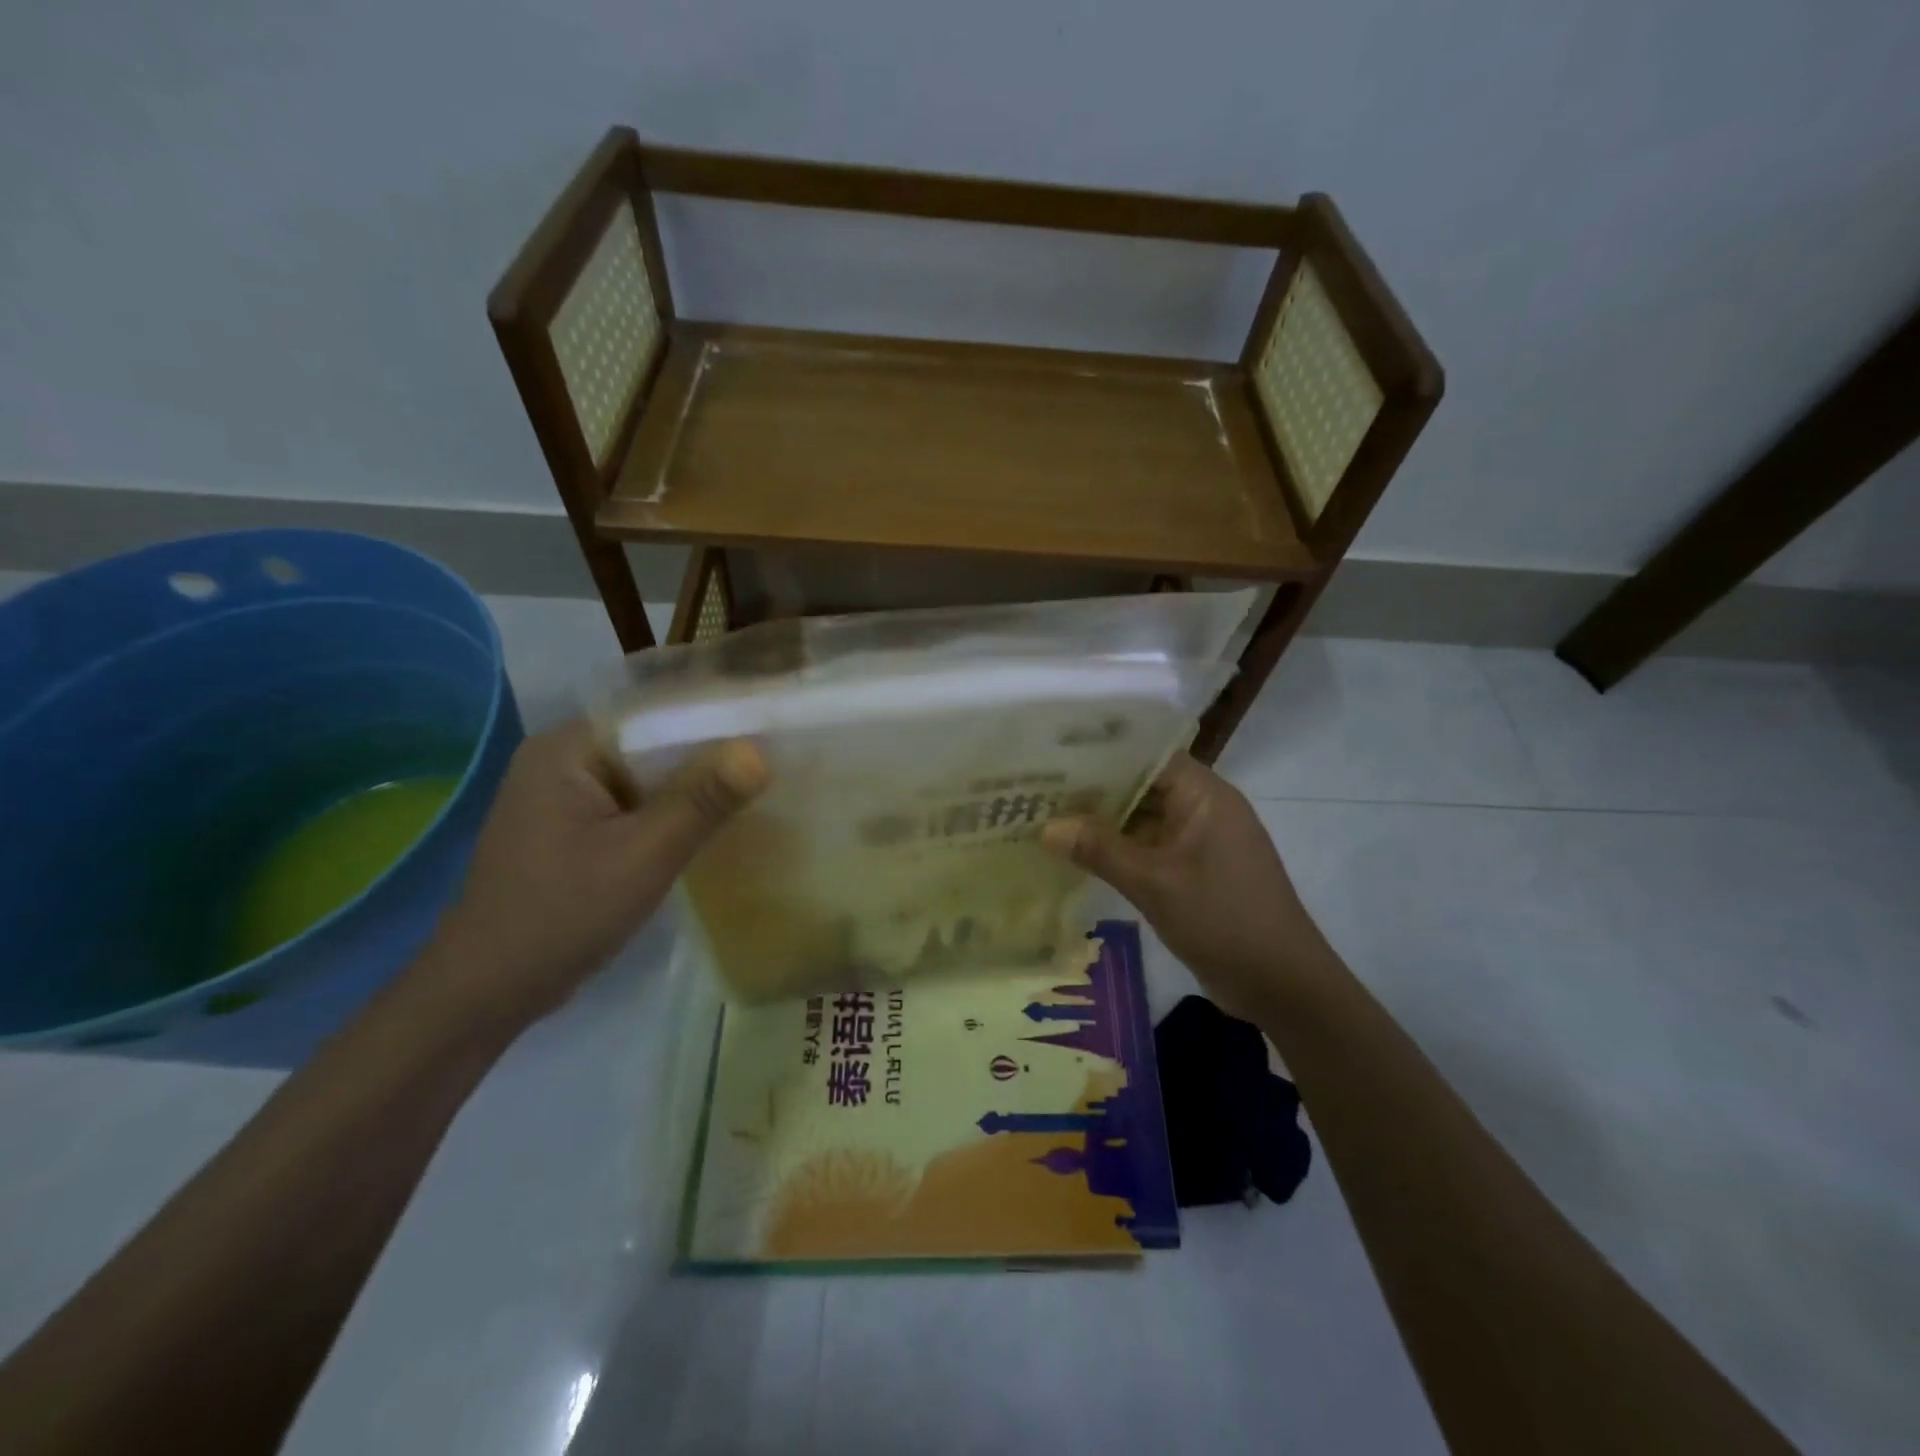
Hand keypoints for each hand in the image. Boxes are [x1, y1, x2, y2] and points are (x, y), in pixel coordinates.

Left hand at [422, 720, 767, 1032]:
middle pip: (649, 744)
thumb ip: (702, 801)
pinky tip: (709, 823)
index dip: (711, 719)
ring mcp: (563, 796)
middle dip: (706, 756)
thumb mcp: (644, 856)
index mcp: (565, 750)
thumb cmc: (562, 914)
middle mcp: (560, 760)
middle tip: (771, 761)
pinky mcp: (571, 828)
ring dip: (690, 787)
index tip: (767, 729)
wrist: (487, 991)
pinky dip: (668, 812)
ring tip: (753, 787)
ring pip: (644, 777)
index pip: (653, 714)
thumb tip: (760, 753)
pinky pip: (632, 805)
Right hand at [1042, 753, 1338, 1019]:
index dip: (1103, 752)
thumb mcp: (1154, 883)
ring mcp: (1201, 842)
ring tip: (1047, 816)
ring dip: (1104, 822)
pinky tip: (1078, 854)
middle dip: (1094, 789)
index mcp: (1205, 795)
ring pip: (1144, 820)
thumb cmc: (1222, 919)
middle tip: (1038, 788)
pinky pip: (1151, 848)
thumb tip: (1045, 827)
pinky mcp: (1195, 872)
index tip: (1055, 753)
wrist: (1282, 986)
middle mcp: (1204, 809)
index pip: (1148, 755)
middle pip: (1143, 785)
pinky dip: (1119, 850)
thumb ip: (1099, 850)